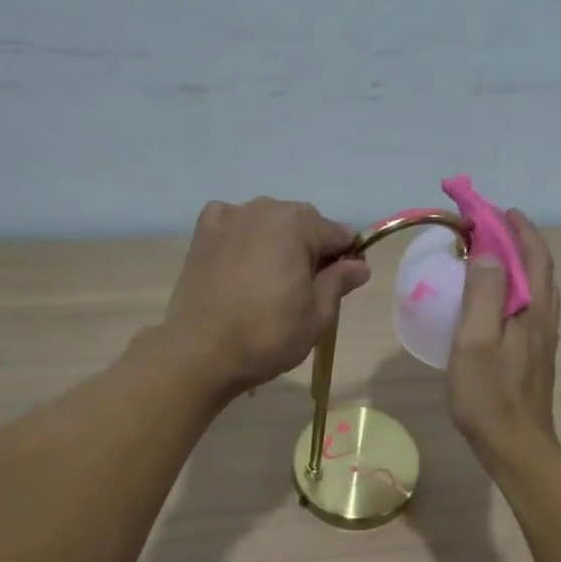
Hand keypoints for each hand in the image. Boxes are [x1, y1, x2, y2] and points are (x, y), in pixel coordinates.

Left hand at [163, 198, 370, 393]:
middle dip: (311, 248)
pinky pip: (233, 224)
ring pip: (268, 222)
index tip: (342, 286)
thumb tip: (359, 265)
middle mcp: (263, 208)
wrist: (201, 352)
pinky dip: (243, 237)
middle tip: (306, 289)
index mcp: (297, 224)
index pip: (338, 234)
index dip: (347, 259)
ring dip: (277, 242)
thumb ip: (339, 282)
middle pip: (303, 223)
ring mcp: (228, 217)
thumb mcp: (318, 315)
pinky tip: (241, 263)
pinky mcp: (202, 234)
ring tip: (271, 281)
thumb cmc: (268, 335)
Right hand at [447, 209, 560, 465]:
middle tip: (488, 226)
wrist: (516, 446)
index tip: (487, 208)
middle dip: (518, 238)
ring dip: (520, 261)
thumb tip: (488, 252)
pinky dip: (517, 286)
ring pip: (538, 286)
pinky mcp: (536, 354)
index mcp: (532, 307)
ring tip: (493, 254)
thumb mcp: (475, 341)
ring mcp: (544, 337)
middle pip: (539, 266)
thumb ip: (484, 295)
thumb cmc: (488, 395)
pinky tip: (498, 299)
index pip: (530, 253)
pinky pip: (531, 305)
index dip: (512, 226)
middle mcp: (545, 316)